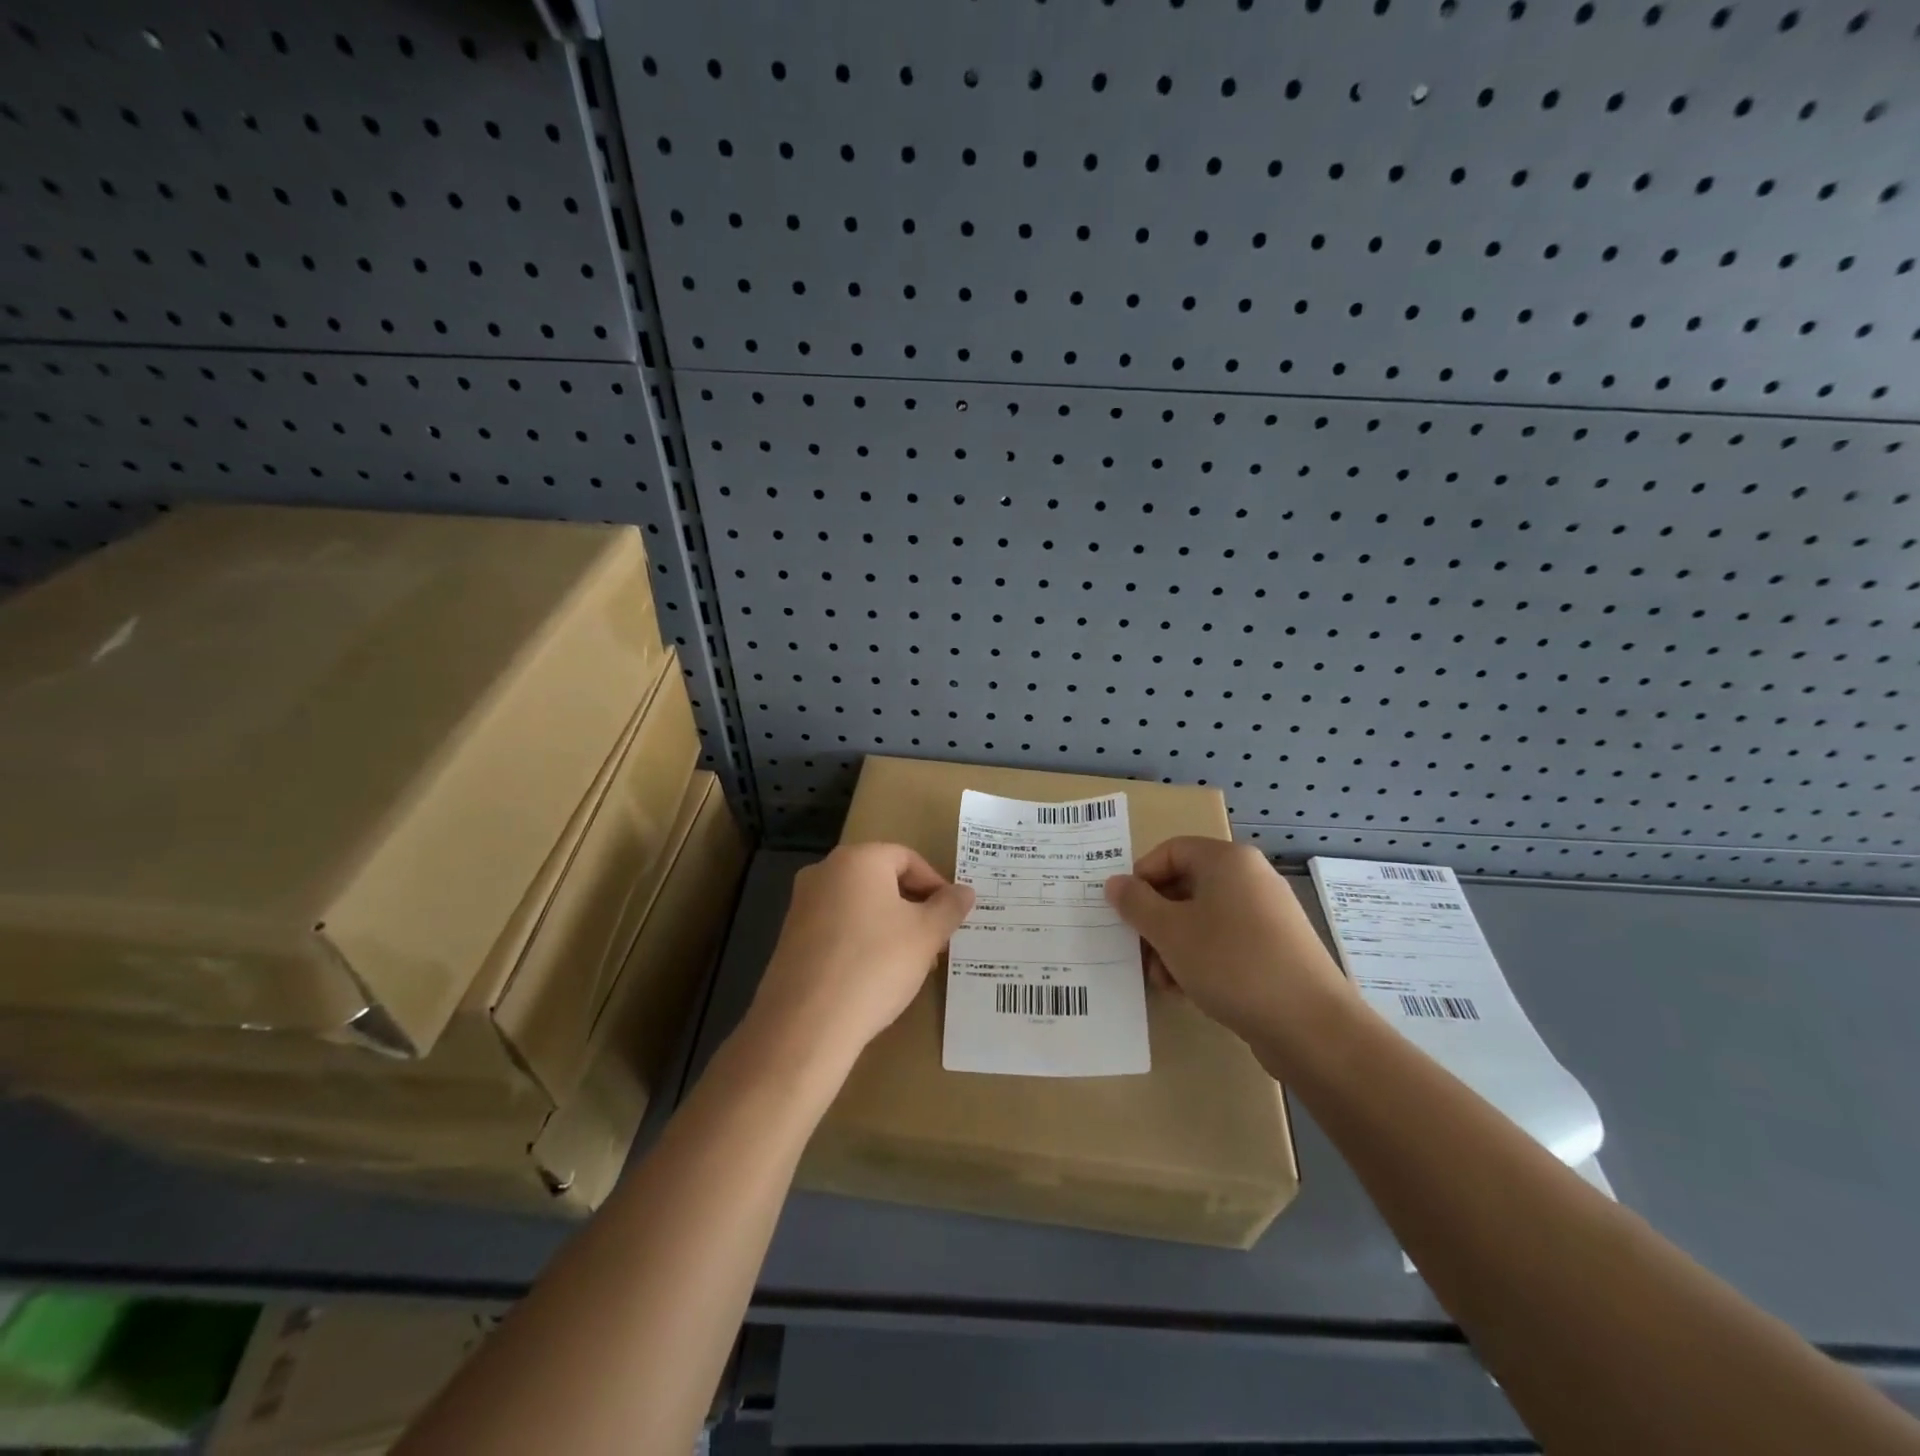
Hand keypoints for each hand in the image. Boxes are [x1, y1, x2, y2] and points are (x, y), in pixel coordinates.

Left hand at [742, 843, 974, 1075]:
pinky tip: (876, 976)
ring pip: (859, 906)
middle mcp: (824, 872)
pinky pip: (837, 928)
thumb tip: (965, 891)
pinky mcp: (790, 938)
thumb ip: (949, 907)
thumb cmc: (875, 965)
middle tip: (936, 940)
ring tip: (911, 963)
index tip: (951, 916)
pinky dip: (862, 942)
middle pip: (881, 880)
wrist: (806, 1023)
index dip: (935, 885)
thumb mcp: (926, 935)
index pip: (907, 858)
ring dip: (890, 927)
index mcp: (858, 859)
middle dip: (914, 908)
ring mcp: (802, 905)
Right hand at [1105, 839, 1355, 1063]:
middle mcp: (1251, 878)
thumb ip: (1136, 904)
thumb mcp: (1170, 932)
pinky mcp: (1278, 949)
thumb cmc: (1231, 964)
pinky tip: (1191, 991)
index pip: (1170, 851)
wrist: (1311, 1026)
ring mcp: (1269, 914)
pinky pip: (1227, 942)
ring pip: (1204, 918)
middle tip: (1141, 953)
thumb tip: (1115, 883)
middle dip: (1156, 920)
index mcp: (1227, 861)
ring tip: (1164, 981)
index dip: (1141, 878)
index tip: (1126, 913)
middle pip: (1186, 886)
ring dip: (1175, 946)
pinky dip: (1203, 959)